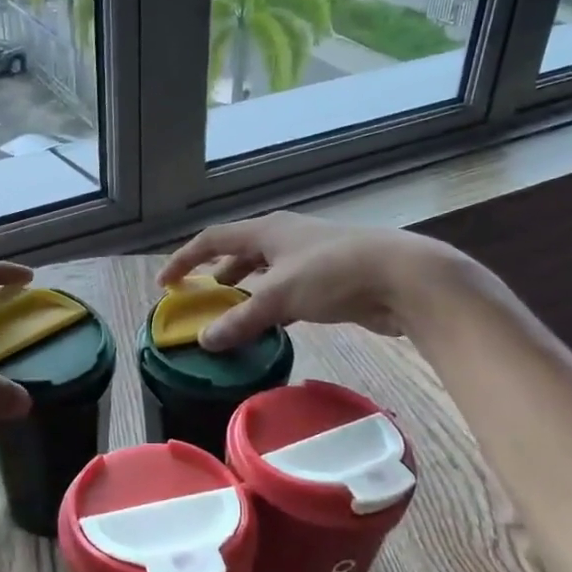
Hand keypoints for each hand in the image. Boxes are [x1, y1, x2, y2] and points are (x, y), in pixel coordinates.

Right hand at [157, 212, 460, 349]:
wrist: (405, 278)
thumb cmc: (335, 273)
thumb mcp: (280, 296)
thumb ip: (241, 319)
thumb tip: (204, 341)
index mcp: (267, 230)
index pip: (213, 239)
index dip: (185, 259)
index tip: (165, 283)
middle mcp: (285, 237)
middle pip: (239, 252)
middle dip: (216, 275)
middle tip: (199, 300)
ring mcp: (309, 257)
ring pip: (265, 272)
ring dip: (245, 292)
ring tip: (230, 315)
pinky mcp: (329, 279)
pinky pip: (288, 290)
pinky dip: (272, 305)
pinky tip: (271, 325)